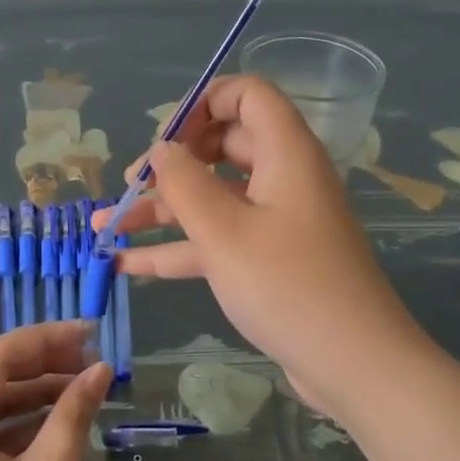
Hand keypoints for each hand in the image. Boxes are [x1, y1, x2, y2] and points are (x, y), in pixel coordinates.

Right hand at [102, 75, 429, 426]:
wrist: (355, 365)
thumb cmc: (288, 285)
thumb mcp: (224, 231)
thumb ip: (184, 183)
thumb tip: (161, 150)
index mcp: (285, 152)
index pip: (248, 95)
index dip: (203, 103)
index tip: (164, 138)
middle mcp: (283, 178)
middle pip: (223, 146)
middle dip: (171, 162)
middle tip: (130, 185)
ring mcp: (277, 222)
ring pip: (213, 198)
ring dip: (161, 210)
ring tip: (105, 225)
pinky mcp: (269, 261)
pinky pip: (218, 240)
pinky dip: (177, 248)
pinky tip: (126, 264)